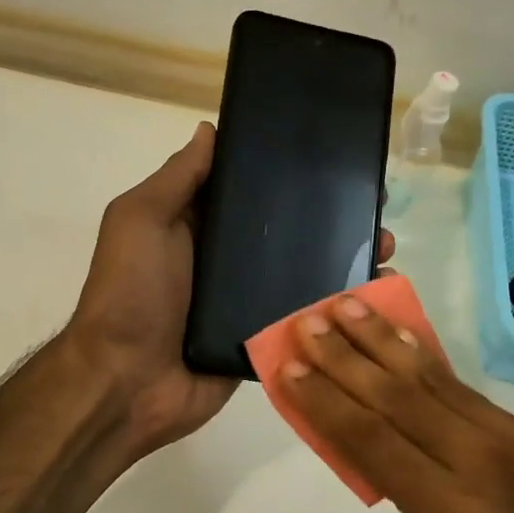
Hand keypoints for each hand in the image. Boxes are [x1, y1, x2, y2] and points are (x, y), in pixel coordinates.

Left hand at [66, 123, 394, 459]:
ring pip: (302, 274)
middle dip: (331, 218)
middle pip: (286, 232)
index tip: (336, 159)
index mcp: (198, 227)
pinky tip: (377, 294)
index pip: (250, 191)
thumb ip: (178, 178)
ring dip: (344, 260)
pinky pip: (303, 319)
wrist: (126, 382)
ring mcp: (246, 304)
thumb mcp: (141, 220)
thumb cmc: (131, 292)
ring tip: (386, 248)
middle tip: (377, 207)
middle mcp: (225, 262)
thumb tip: (209, 129)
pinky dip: (336, 309)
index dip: (288, 175)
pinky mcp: (262, 341)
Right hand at [276, 293, 513, 512]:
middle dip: (346, 354)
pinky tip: (405, 346)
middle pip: (397, 396)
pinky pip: (473, 397)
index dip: (324, 399)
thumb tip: (398, 465)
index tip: (288, 366)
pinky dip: (431, 367)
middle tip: (309, 319)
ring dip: (386, 342)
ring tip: (350, 306)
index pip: (369, 439)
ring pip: (437, 381)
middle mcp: (485, 464)